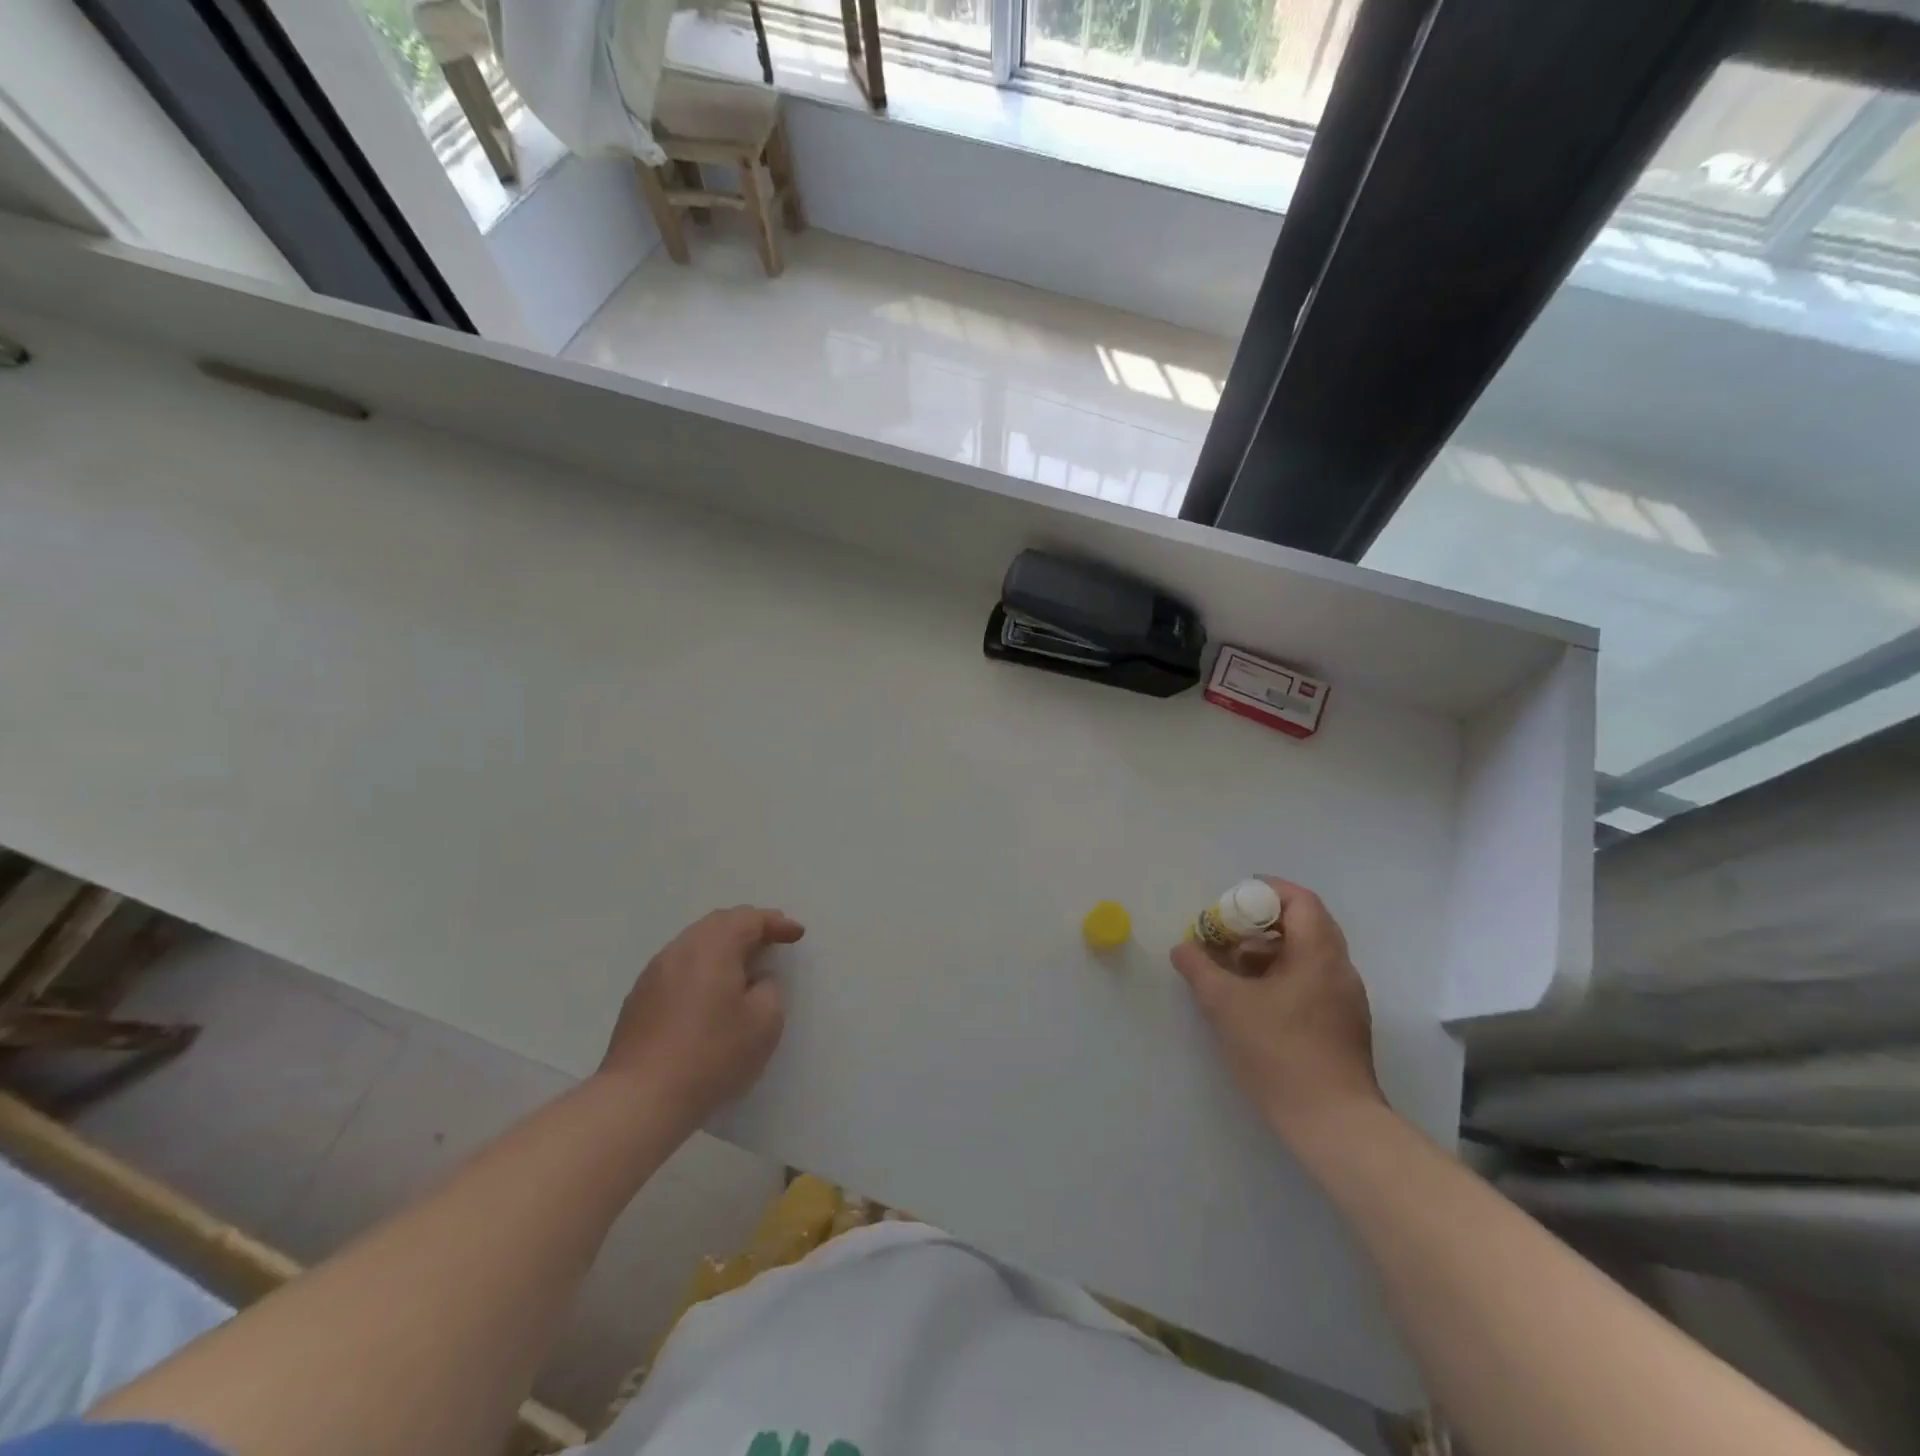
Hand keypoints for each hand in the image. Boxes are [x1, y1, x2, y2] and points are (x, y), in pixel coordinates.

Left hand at [599, 906, 805, 1123]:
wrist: (638, 1100)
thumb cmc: (711, 1056)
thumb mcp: (764, 1023)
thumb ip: (769, 990)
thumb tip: (756, 981)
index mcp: (713, 947)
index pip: (749, 919)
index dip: (777, 923)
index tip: (796, 934)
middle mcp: (680, 950)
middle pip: (718, 924)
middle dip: (748, 927)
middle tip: (771, 939)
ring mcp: (653, 974)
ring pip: (694, 944)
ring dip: (722, 947)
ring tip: (742, 965)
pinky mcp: (638, 999)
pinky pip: (678, 968)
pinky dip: (701, 968)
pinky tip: (709, 993)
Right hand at [1171, 878, 1384, 1140]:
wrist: (1333, 1122)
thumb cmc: (1279, 1052)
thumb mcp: (1225, 1004)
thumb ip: (1200, 969)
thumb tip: (1182, 948)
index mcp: (1319, 954)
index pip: (1301, 901)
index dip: (1268, 890)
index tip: (1234, 899)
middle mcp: (1340, 969)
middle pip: (1306, 925)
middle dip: (1263, 922)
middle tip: (1229, 932)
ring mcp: (1346, 999)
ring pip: (1309, 955)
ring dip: (1271, 951)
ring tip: (1234, 967)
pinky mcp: (1345, 1025)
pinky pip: (1313, 980)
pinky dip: (1283, 975)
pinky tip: (1255, 999)